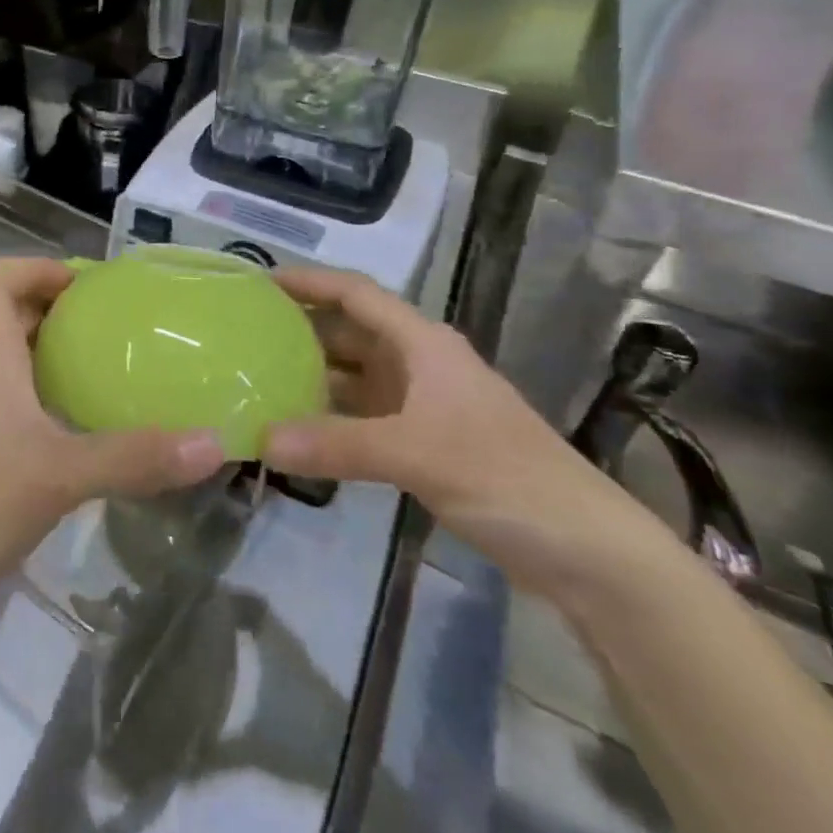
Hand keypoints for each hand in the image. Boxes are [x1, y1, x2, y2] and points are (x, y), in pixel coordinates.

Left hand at [0, 259, 227, 623]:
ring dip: (58, 355)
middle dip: (59, 308)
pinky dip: (53, 400)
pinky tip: (90, 429)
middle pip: (7, 314)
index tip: (87, 288)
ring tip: (115, 368)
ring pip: (14, 362)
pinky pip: (19, 404)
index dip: (33, 267)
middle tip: (118, 325)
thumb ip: (133, 458)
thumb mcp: (58, 477)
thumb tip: (215, 442)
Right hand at [260, 267, 668, 597]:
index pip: (357, 295)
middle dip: (302, 330)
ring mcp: (423, 405)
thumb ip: (337, 445)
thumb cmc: (506, 476)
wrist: (586, 549)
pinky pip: (364, 417)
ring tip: (258, 379)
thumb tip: (261, 439)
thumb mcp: (417, 454)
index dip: (311, 282)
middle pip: (351, 333)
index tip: (261, 282)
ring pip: (356, 377)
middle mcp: (419, 365)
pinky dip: (331, 419)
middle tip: (245, 335)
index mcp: (423, 344)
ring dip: (313, 377)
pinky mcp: (425, 444)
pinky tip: (297, 431)